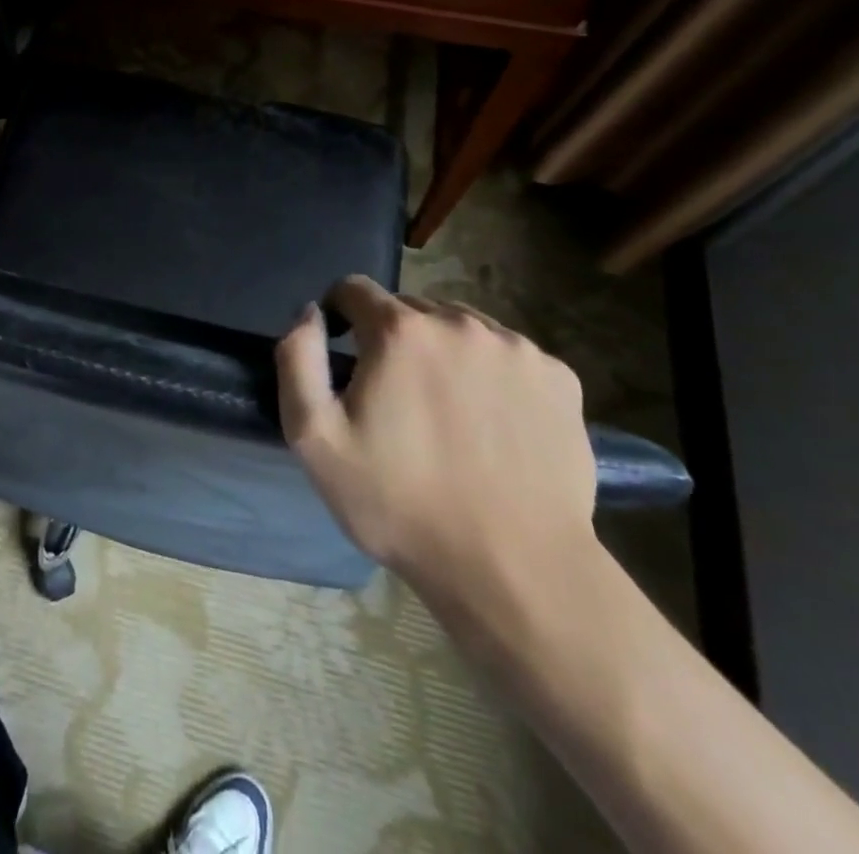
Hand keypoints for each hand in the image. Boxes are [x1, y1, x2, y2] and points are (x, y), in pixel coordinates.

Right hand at [275, 277, 597, 633]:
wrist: (514, 570)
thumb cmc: (399, 503)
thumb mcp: (314, 437)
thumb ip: (298, 358)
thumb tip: (311, 312)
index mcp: (400, 331)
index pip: (354, 289)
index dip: (339, 315)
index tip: (342, 355)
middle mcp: (460, 323)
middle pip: (409, 309)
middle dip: (392, 339)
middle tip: (394, 398)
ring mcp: (517, 348)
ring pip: (460, 328)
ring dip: (442, 352)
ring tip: (445, 411)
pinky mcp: (560, 377)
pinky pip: (507, 355)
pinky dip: (490, 373)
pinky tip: (492, 423)